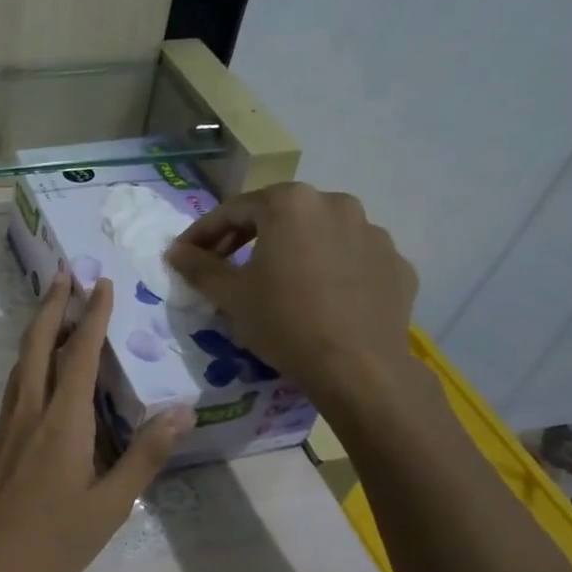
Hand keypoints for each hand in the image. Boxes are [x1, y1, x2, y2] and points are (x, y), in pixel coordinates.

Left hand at [0, 272, 191, 571]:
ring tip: (52, 310)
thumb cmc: (48, 541)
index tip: (102, 283)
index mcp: (62, 422)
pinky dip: (28, 361)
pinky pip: (15, 386)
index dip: (93, 317)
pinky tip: (37, 373)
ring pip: (21, 363)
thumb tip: (180, 410)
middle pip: (38, 345)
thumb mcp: (108, 507)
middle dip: (53, 306)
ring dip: (37, 329)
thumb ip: (143, 457)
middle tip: (65, 273)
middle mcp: (30, 412)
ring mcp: (6, 426)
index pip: (80, 355)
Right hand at [165, 182, 418, 409]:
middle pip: (279, 215)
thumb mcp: (230, 295)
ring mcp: (373, 232)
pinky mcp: (396, 263)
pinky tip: (318, 298)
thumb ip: (199, 266)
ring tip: (276, 281)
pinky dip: (330, 270)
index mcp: (291, 203)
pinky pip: (351, 258)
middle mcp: (336, 203)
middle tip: (224, 265)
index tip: (186, 255)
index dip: (204, 233)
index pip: (234, 210)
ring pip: (319, 234)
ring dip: (292, 250)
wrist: (358, 368)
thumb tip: (175, 252)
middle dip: (247, 237)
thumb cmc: (283, 321)